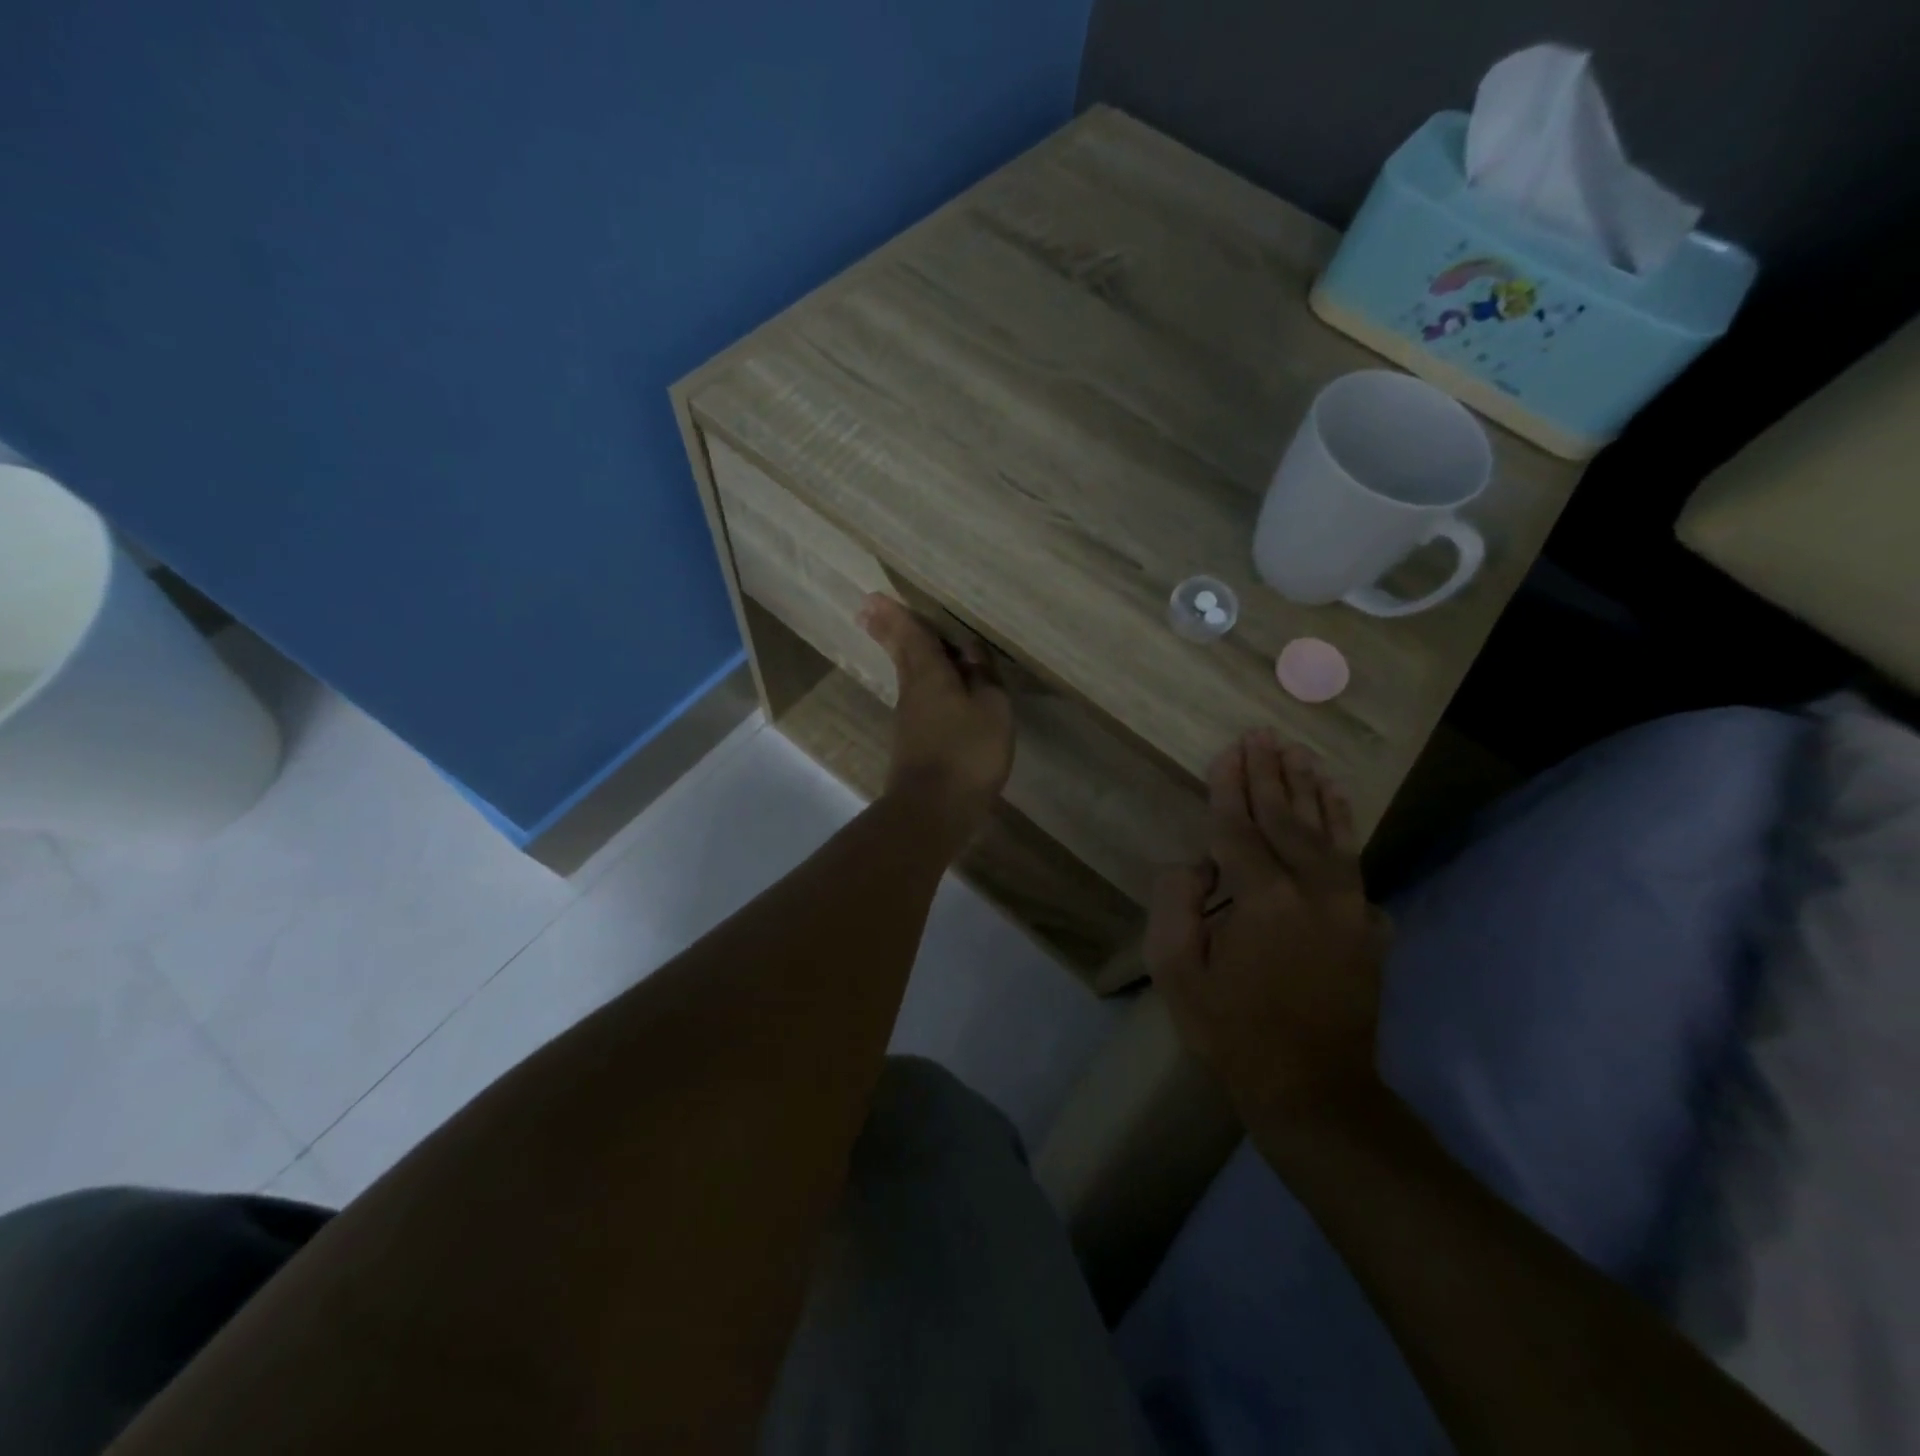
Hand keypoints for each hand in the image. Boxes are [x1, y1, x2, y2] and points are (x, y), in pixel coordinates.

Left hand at [857, 594, 1013, 840]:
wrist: (933, 811)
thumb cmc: (967, 753)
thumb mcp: (991, 710)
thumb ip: (983, 678)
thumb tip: (970, 651)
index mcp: (930, 675)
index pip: (912, 636)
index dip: (896, 616)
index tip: (872, 599)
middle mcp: (913, 693)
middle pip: (902, 655)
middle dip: (888, 632)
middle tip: (869, 612)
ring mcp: (910, 721)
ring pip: (910, 678)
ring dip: (906, 657)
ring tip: (907, 642)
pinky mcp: (914, 745)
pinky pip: (921, 702)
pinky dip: (924, 687)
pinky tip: (937, 693)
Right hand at [1145, 729, 1389, 1124]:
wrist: (1315, 1090)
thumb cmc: (1233, 1032)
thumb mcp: (1176, 973)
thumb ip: (1175, 904)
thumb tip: (1196, 864)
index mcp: (1263, 898)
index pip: (1239, 827)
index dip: (1230, 786)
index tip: (1228, 750)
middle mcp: (1313, 889)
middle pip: (1285, 817)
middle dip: (1270, 773)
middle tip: (1262, 734)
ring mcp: (1350, 905)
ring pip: (1327, 830)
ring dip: (1309, 788)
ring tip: (1298, 752)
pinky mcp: (1369, 924)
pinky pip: (1354, 859)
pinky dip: (1344, 824)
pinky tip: (1337, 801)